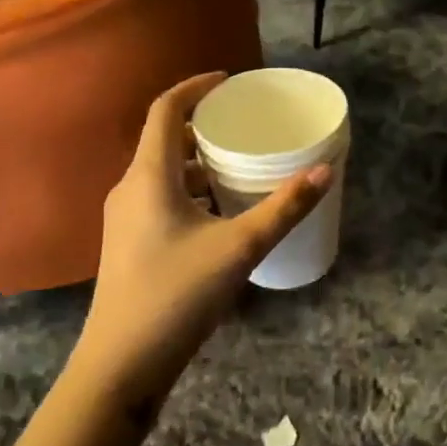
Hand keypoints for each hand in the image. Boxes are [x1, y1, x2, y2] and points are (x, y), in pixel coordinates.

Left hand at [68, 72, 330, 423]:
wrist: (122, 363)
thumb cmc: (177, 295)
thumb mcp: (240, 248)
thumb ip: (284, 208)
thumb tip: (324, 171)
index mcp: (149, 176)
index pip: (165, 110)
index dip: (195, 87)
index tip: (229, 82)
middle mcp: (130, 189)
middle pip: (163, 139)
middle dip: (201, 125)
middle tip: (243, 123)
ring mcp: (125, 218)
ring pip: (162, 172)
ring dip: (197, 161)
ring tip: (238, 163)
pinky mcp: (129, 243)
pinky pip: (160, 197)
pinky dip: (190, 189)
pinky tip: (220, 211)